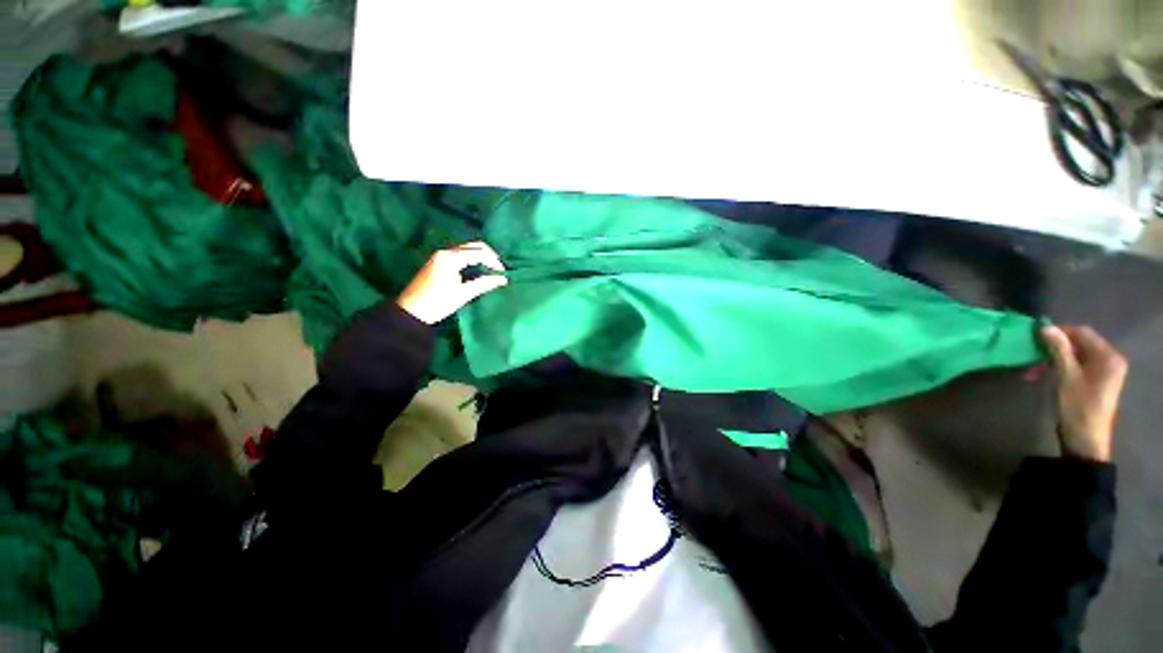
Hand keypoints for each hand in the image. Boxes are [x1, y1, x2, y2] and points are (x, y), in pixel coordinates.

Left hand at [396, 242, 507, 324]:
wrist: (411, 311)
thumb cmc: (437, 303)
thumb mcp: (463, 294)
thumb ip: (484, 284)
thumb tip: (503, 279)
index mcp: (451, 258)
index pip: (479, 252)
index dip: (494, 261)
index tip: (503, 274)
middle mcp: (446, 252)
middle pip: (473, 246)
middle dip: (489, 256)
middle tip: (499, 270)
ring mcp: (441, 255)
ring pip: (467, 249)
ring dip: (481, 256)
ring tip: (491, 270)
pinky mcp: (439, 261)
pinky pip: (460, 254)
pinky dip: (472, 259)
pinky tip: (478, 270)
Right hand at [1040, 325, 1127, 461]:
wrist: (1085, 441)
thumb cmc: (1079, 407)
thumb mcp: (1067, 377)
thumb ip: (1059, 350)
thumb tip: (1045, 328)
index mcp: (1108, 357)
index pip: (1082, 333)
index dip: (1059, 332)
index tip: (1035, 337)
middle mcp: (1108, 360)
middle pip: (1078, 344)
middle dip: (1053, 348)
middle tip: (1031, 354)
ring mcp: (1101, 373)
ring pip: (1073, 356)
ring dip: (1052, 359)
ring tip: (1032, 368)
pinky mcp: (1093, 383)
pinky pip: (1074, 367)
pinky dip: (1057, 368)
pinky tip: (1041, 375)